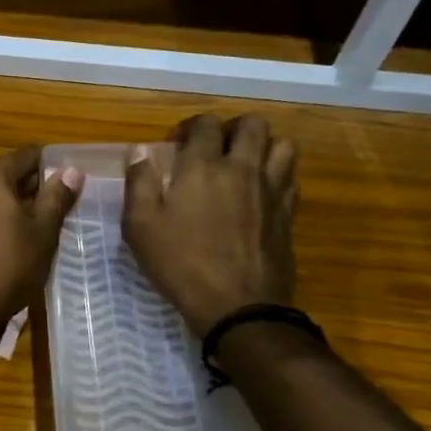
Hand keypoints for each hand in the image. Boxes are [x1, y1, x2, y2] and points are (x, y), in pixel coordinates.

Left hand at [0, 147, 82, 355]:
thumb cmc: (8, 267)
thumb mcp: (42, 232)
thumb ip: (57, 197)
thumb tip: (72, 170)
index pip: (27, 155)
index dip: (52, 164)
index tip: (72, 179)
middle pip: (6, 175)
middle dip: (34, 187)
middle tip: (62, 204)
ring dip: (14, 206)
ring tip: (41, 225)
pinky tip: (12, 243)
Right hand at [122, 113, 298, 334]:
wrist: (238, 306)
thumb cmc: (181, 263)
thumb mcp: (141, 226)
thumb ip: (139, 182)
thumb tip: (139, 150)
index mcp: (203, 166)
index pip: (206, 124)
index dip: (190, 127)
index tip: (177, 145)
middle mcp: (243, 169)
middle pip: (253, 125)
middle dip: (232, 128)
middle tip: (215, 147)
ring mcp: (271, 191)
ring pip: (283, 146)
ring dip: (264, 147)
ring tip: (245, 164)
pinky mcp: (288, 214)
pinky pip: (291, 179)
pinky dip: (278, 175)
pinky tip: (261, 192)